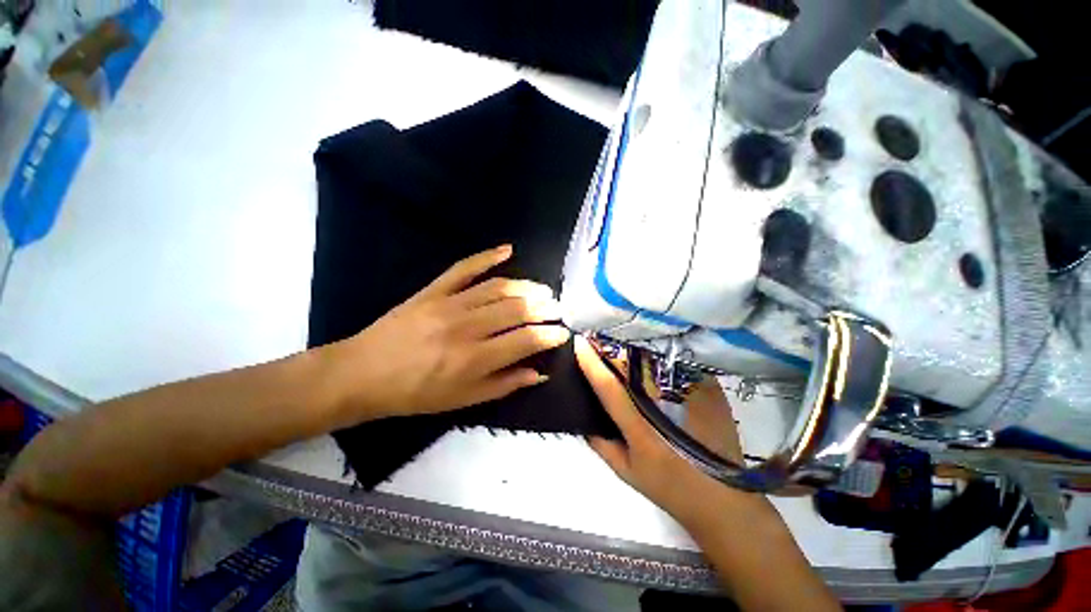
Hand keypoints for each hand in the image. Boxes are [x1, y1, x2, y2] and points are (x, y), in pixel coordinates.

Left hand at [325, 245, 570, 422]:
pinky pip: (464, 268)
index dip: (550, 335)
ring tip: (543, 290)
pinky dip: (487, 256)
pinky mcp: (433, 290)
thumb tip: (539, 372)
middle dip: (544, 308)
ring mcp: (449, 303)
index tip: (562, 333)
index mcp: (475, 359)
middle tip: (557, 309)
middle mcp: (467, 327)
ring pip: (498, 287)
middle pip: (517, 309)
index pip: (526, 339)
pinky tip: (507, 249)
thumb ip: (505, 384)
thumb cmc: (416, 393)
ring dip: (526, 286)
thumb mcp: (463, 400)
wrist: (364, 373)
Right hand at [574, 336, 767, 525]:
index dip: (591, 363)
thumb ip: (600, 444)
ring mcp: (690, 394)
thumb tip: (582, 418)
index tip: (579, 343)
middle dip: (610, 347)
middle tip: (597, 336)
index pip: (609, 386)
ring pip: (654, 358)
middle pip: (631, 365)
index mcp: (640, 428)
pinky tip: (652, 353)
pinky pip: (678, 362)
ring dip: (633, 347)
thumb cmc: (668, 488)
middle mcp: (664, 406)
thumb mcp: (626, 472)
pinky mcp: (709, 389)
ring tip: (621, 341)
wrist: (723, 498)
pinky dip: (660, 355)